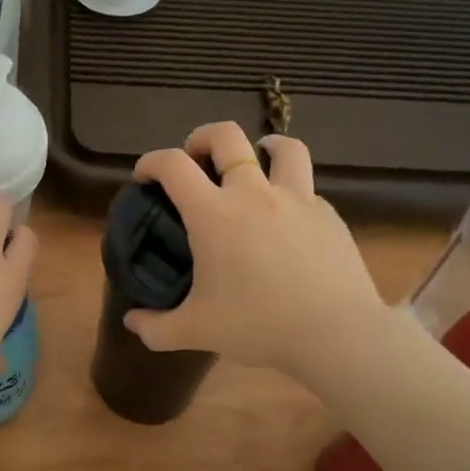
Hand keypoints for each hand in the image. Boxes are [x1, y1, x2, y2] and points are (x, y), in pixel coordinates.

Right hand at [124, 123, 386, 386]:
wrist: (336, 335)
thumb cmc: (259, 326)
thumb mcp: (197, 331)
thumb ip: (157, 328)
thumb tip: (132, 322)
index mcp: (214, 214)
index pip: (173, 166)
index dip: (151, 161)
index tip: (144, 175)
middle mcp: (254, 194)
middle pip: (227, 136)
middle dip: (203, 137)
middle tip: (195, 157)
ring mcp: (297, 199)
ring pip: (282, 147)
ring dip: (261, 147)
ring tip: (254, 162)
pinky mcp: (327, 214)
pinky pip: (305, 187)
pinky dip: (289, 190)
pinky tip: (286, 218)